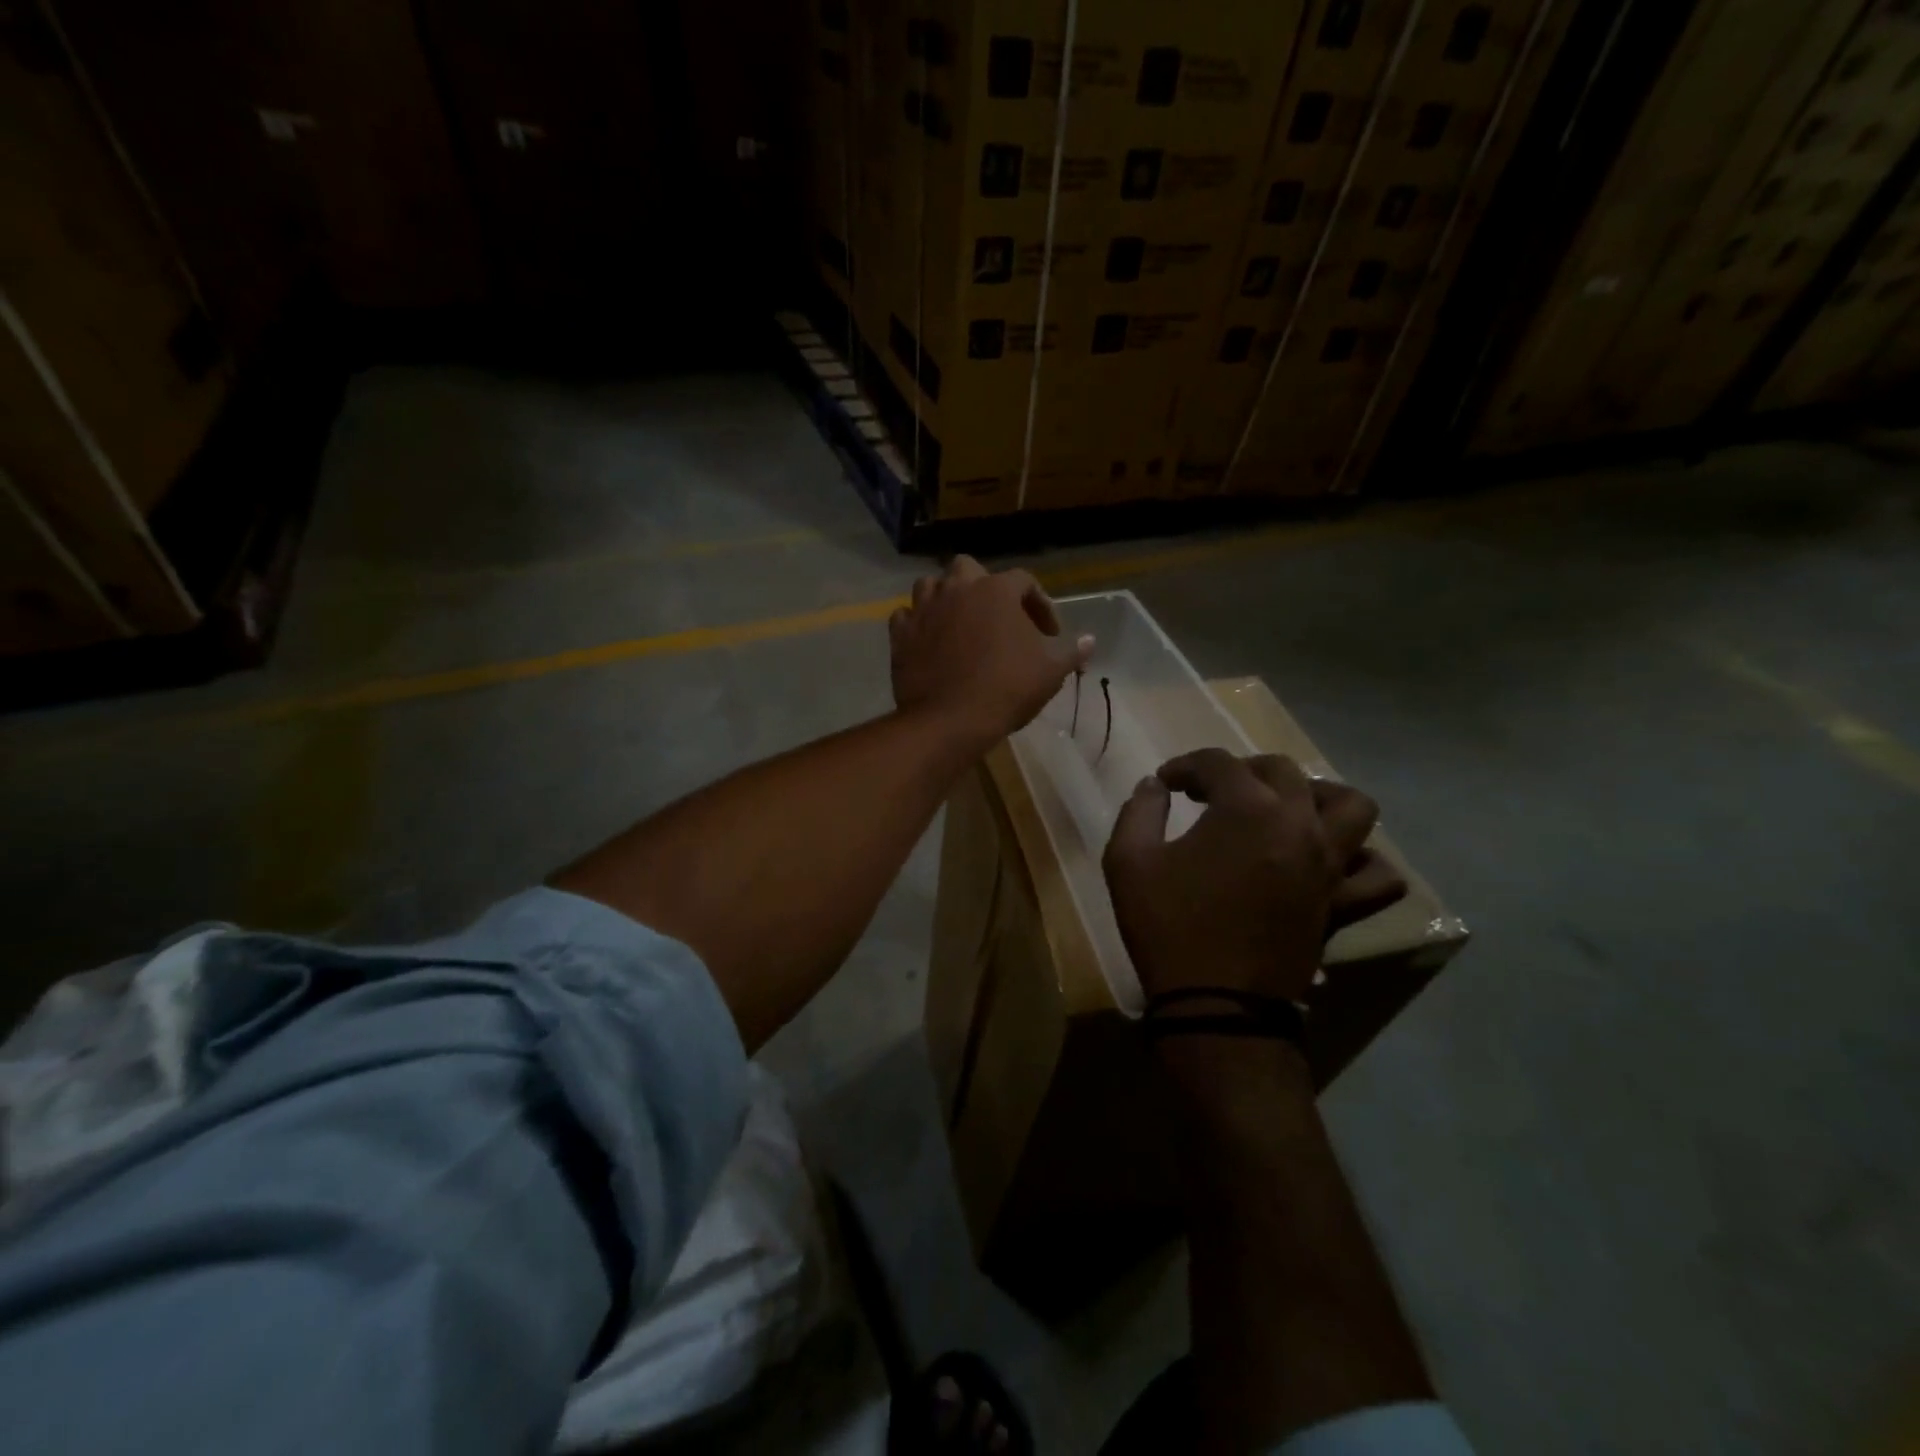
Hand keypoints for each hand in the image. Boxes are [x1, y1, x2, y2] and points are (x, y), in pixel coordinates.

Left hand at [889, 555, 1093, 747]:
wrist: (950, 719)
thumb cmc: (1006, 689)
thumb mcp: (1050, 672)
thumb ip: (1071, 652)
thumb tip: (1090, 641)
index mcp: (996, 590)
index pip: (1024, 582)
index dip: (1040, 604)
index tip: (1049, 633)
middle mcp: (957, 588)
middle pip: (969, 569)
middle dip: (984, 587)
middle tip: (997, 617)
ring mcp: (924, 609)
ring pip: (932, 586)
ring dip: (946, 597)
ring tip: (960, 622)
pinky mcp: (900, 634)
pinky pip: (906, 616)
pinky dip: (918, 623)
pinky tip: (929, 639)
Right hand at [1102, 749, 1405, 1003]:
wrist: (1215, 1005)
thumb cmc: (1168, 927)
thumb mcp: (1128, 862)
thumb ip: (1139, 811)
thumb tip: (1153, 786)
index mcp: (1246, 809)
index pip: (1217, 763)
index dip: (1185, 766)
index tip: (1164, 783)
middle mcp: (1297, 825)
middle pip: (1281, 771)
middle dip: (1241, 770)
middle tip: (1211, 792)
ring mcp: (1327, 865)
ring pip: (1351, 806)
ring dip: (1317, 796)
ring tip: (1285, 809)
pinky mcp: (1341, 904)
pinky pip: (1376, 875)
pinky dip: (1362, 860)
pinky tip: (1329, 862)